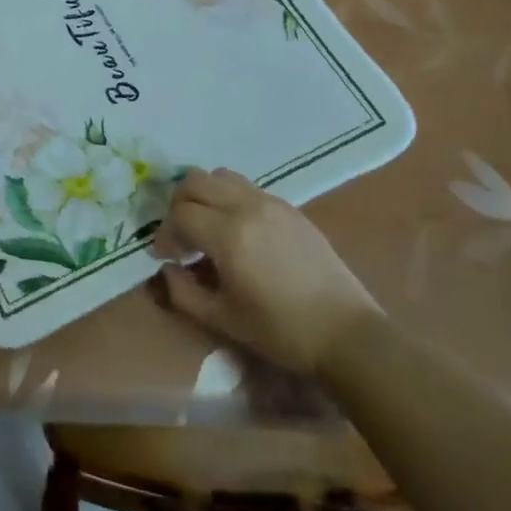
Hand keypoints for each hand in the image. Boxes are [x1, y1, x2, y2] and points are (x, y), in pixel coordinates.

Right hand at [157, 167, 380, 375]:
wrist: (346, 334)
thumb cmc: (281, 332)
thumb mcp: (223, 320)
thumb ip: (183, 293)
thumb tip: (168, 270)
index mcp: (229, 235)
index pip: (179, 214)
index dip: (165, 234)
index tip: (166, 257)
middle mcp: (247, 207)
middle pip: (195, 181)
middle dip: (178, 205)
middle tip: (181, 236)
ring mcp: (271, 203)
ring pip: (221, 176)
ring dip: (205, 196)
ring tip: (208, 227)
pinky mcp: (290, 208)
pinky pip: (247, 188)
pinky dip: (230, 199)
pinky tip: (238, 232)